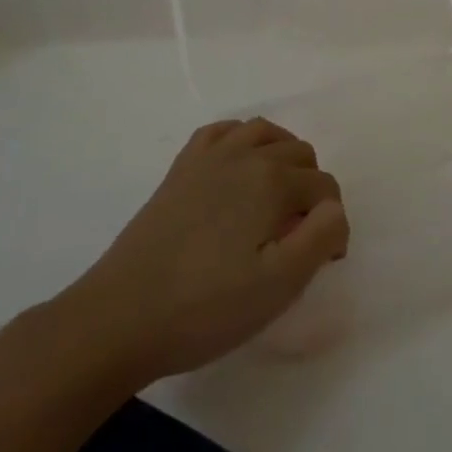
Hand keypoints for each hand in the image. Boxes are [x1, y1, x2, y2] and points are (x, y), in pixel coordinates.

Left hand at [49, 118, 348, 387]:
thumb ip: (321, 238)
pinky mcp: (180, 170)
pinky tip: (238, 168)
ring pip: (264, 132)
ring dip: (283, 157)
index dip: (332, 225)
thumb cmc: (205, 308)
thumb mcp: (279, 285)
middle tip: (300, 237)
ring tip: (279, 198)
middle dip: (312, 190)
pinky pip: (221, 132)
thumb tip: (333, 210)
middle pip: (300, 154)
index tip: (324, 262)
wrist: (119, 319)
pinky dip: (240, 140)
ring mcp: (208, 157)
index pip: (325, 188)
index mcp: (273, 181)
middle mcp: (245, 155)